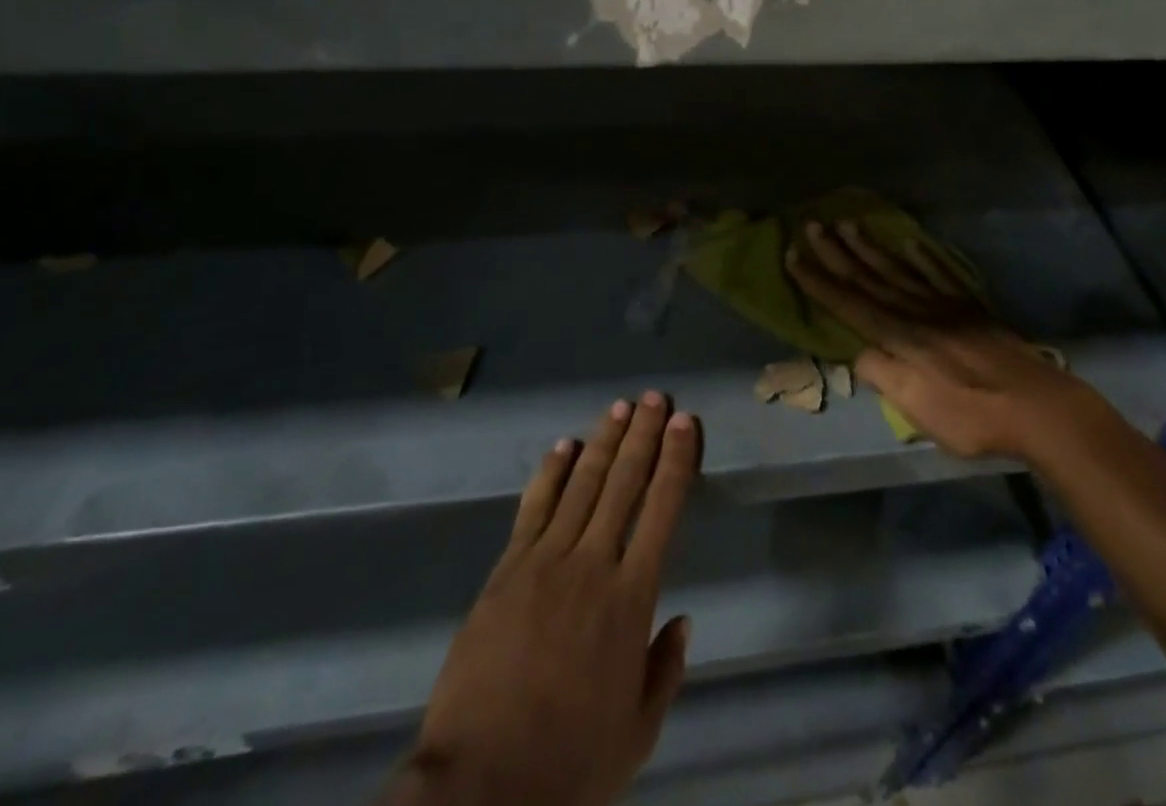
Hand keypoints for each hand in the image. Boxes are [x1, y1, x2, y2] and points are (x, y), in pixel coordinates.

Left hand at [398, 393, 700, 805]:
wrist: (479, 789)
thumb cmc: (569, 764)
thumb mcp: (636, 734)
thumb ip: (664, 672)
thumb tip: (683, 620)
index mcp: (632, 598)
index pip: (663, 510)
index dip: (676, 461)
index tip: (686, 424)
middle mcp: (593, 565)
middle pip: (624, 483)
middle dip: (644, 435)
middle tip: (658, 397)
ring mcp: (545, 562)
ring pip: (582, 484)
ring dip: (604, 441)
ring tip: (621, 406)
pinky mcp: (506, 571)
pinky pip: (533, 509)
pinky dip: (551, 473)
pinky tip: (563, 446)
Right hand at [786, 220, 1090, 460]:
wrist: (1037, 406)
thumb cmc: (972, 415)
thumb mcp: (918, 409)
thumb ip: (883, 376)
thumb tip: (855, 351)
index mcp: (898, 337)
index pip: (849, 303)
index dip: (819, 281)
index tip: (794, 255)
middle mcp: (916, 311)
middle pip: (869, 278)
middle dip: (837, 252)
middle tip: (812, 224)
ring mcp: (944, 305)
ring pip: (898, 269)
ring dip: (870, 247)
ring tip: (849, 224)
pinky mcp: (969, 306)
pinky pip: (938, 272)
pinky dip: (921, 255)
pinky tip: (909, 241)